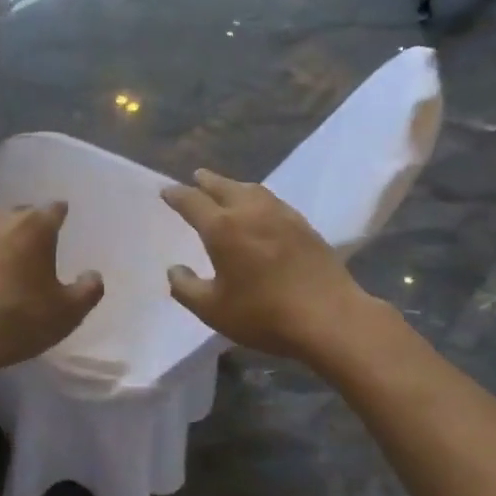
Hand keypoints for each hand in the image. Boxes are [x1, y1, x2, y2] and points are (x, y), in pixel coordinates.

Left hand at [0, 202, 103, 376]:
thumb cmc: (18, 321)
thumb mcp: (67, 313)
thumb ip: (88, 290)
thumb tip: (93, 274)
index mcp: (36, 228)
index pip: (54, 209)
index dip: (59, 215)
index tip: (62, 223)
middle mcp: (1, 219)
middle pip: (20, 212)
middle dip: (29, 224)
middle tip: (33, 246)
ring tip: (1, 249)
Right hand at [160, 170, 375, 361]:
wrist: (329, 317)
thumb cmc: (263, 314)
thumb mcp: (213, 310)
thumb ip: (187, 288)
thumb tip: (175, 269)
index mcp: (222, 228)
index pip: (192, 201)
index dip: (177, 195)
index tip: (166, 191)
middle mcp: (250, 211)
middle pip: (223, 186)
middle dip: (206, 181)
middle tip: (196, 177)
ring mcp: (281, 215)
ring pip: (252, 190)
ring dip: (234, 186)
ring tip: (227, 189)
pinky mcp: (304, 225)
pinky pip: (273, 201)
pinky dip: (257, 199)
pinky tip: (261, 210)